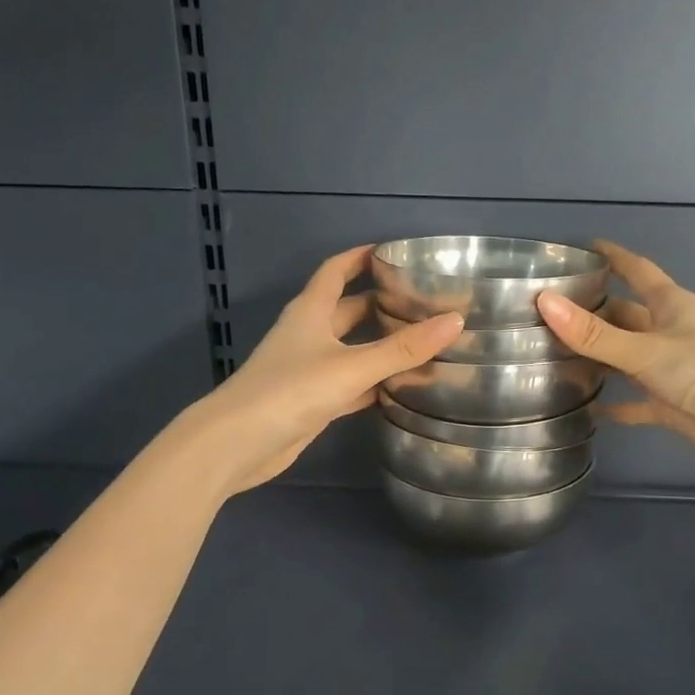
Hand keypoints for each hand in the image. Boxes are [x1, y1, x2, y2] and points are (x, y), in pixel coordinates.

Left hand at [177, 246, 461, 496]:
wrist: (239, 443)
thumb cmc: (291, 390)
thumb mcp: (352, 366)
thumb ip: (403, 348)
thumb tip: (455, 321)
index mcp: (310, 311)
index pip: (335, 271)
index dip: (360, 257)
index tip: (393, 251)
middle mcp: (308, 334)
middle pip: (348, 310)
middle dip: (380, 303)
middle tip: (423, 301)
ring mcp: (308, 369)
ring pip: (351, 348)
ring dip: (380, 344)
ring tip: (422, 340)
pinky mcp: (313, 401)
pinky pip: (350, 383)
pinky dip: (373, 382)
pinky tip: (400, 387)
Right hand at [536, 241, 694, 469]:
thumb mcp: (646, 349)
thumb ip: (594, 333)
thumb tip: (544, 301)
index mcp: (669, 305)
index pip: (637, 270)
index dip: (613, 257)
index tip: (583, 246)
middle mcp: (668, 331)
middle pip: (624, 315)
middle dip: (593, 311)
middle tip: (547, 312)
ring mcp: (670, 368)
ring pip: (626, 357)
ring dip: (598, 357)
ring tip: (553, 357)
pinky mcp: (671, 403)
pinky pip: (635, 402)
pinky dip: (615, 405)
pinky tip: (587, 409)